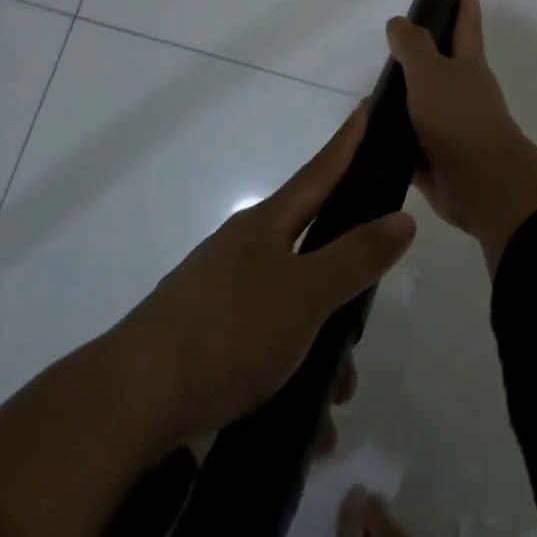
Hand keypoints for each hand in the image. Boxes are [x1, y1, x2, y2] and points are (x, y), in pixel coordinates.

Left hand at [114, 108, 415, 442]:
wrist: (132, 402)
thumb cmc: (229, 331)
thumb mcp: (306, 294)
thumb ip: (357, 256)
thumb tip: (404, 218)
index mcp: (265, 228)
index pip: (318, 174)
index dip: (345, 144)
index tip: (364, 110)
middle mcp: (243, 253)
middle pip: (311, 254)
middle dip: (344, 290)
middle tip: (362, 320)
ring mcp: (221, 297)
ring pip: (293, 311)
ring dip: (320, 352)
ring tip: (334, 402)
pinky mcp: (207, 341)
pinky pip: (266, 350)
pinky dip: (291, 379)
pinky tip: (307, 426)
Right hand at [387, 0, 536, 272]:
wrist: (480, 182)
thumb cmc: (458, 117)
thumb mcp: (431, 72)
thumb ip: (413, 45)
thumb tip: (398, 22)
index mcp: (467, 67)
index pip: (466, 28)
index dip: (465, 8)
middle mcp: (461, 94)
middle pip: (438, 69)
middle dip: (418, 59)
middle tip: (389, 51)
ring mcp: (449, 128)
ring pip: (419, 107)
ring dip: (398, 103)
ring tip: (367, 98)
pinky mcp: (435, 160)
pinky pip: (407, 144)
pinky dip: (390, 139)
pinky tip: (366, 136)